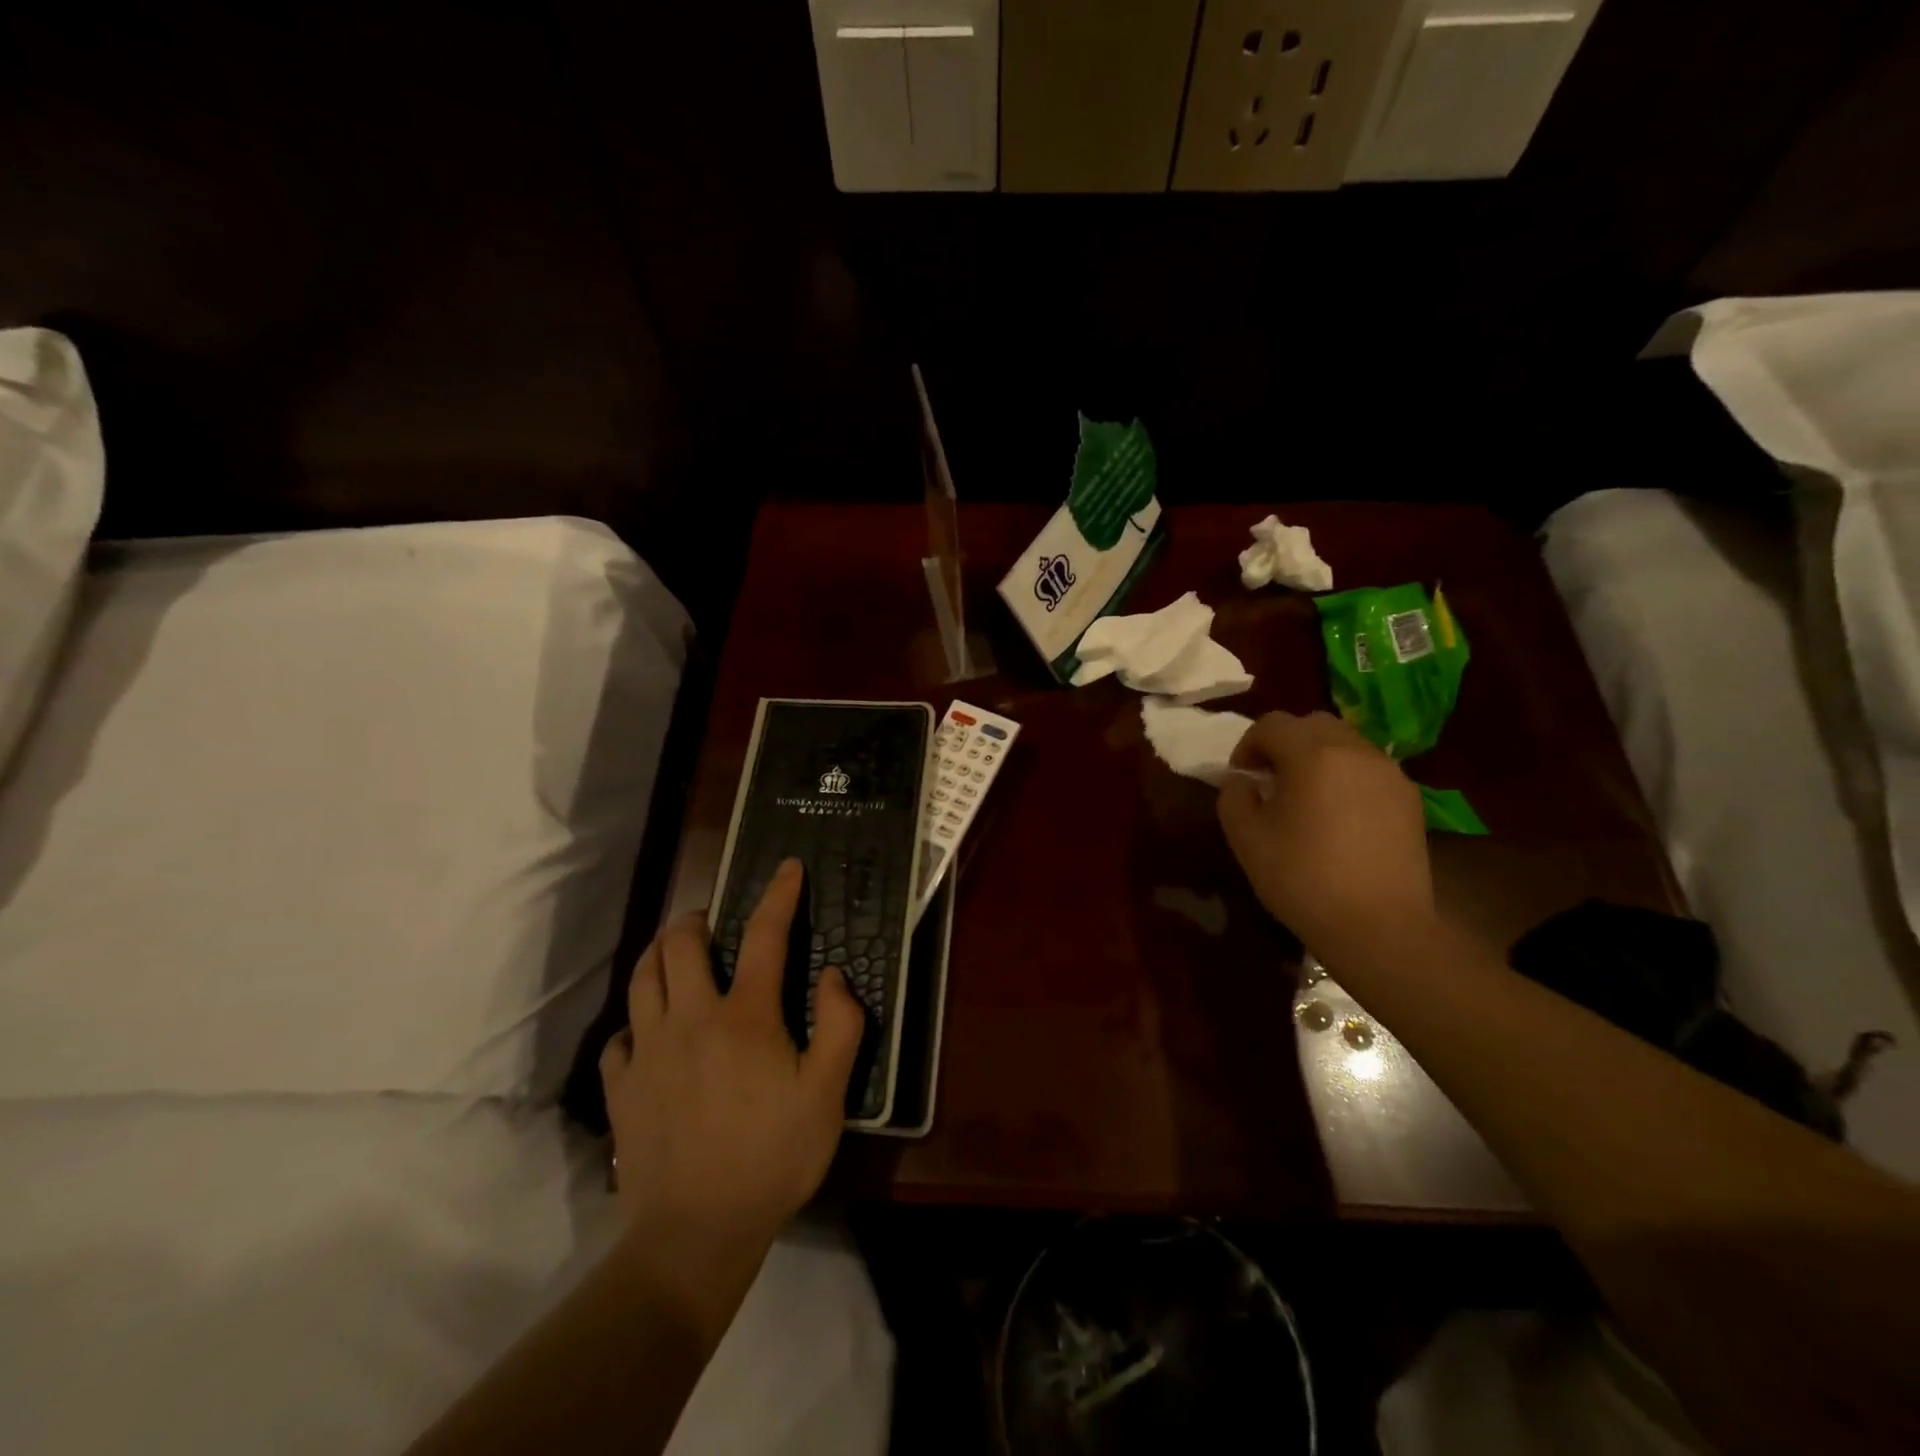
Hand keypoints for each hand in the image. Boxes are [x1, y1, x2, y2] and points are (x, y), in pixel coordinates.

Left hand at [599, 859, 864, 1252]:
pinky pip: (621, 1034)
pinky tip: (651, 1032)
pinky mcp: (621, 1086)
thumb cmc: (773, 1157)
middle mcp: (690, 1018)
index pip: (762, 935)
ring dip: (660, 953)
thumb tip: (831, 975)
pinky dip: (637, 1020)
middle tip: (714, 924)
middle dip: (697, 918)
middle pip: (679, 943)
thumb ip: (840, 1025)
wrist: (695, 1234)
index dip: (778, 895)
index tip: (787, 868)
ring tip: (678, 955)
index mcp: (745, 1015)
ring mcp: (648, 1051)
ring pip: (642, 977)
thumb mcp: (829, 1094)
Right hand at [1217, 711, 1435, 966]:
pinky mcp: (1409, 797)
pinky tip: (1337, 815)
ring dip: (1317, 756)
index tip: (1241, 776)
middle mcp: (1355, 751)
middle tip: (1270, 778)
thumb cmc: (1303, 879)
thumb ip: (1234, 796)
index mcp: (1312, 755)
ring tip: (1305, 796)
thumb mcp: (1246, 838)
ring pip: (1345, 742)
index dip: (1248, 744)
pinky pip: (1368, 768)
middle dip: (1285, 743)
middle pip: (1313, 724)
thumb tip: (1243, 780)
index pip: (1272, 724)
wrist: (1379, 926)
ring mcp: (1389, 772)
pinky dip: (1345, 775)